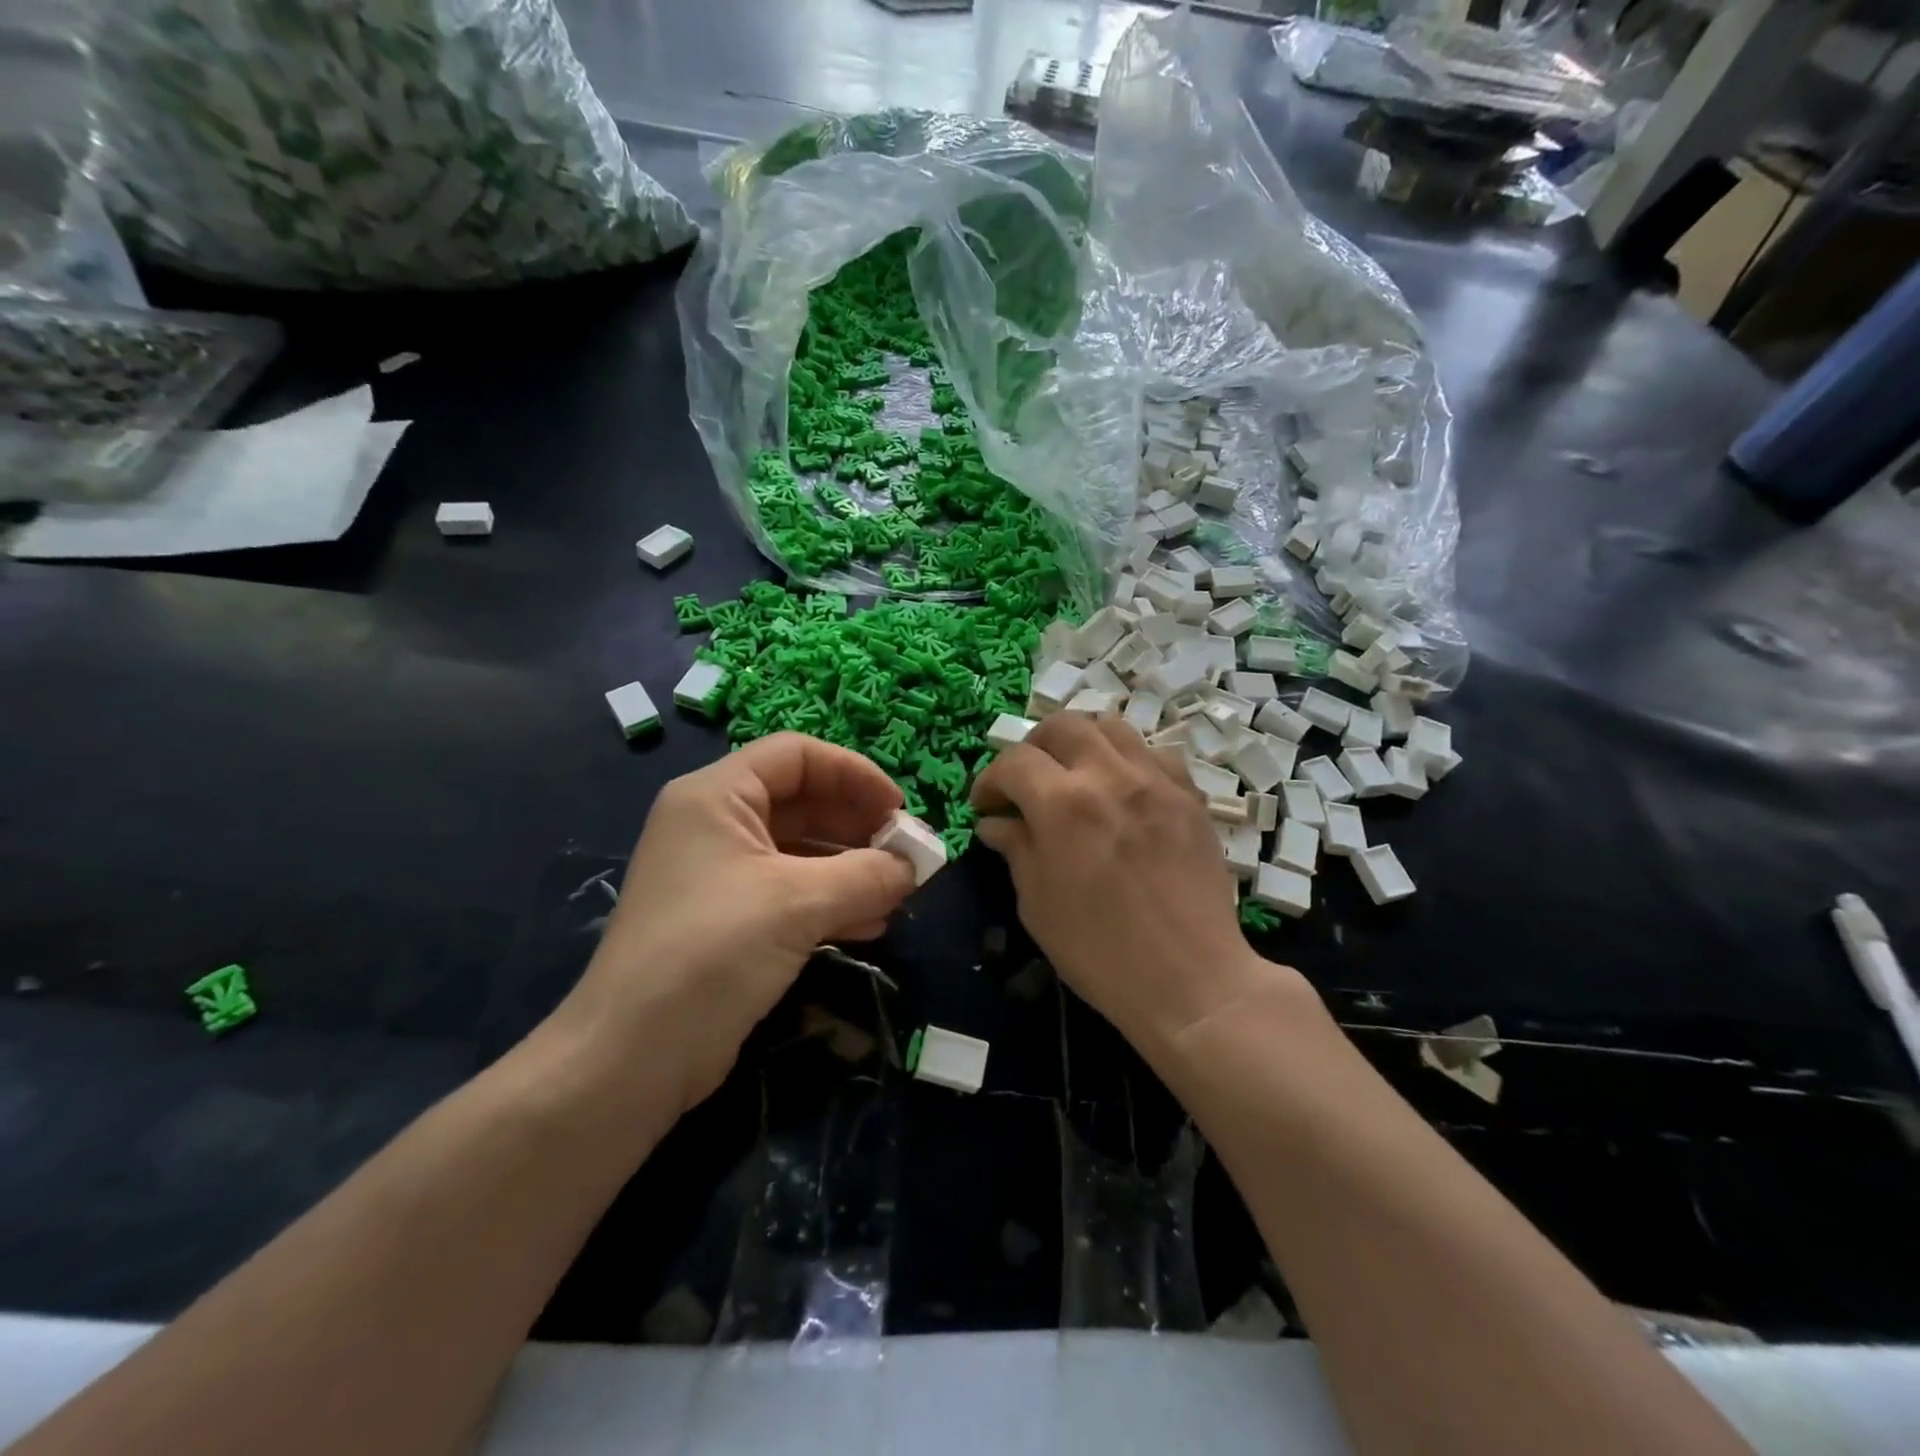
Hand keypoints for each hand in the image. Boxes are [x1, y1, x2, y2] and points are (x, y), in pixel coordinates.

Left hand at [556, 734, 916, 1112]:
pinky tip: (870, 925)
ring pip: (800, 851)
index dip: (853, 773)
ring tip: (897, 892)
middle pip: (801, 801)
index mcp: (717, 796)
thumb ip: (865, 876)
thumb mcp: (797, 904)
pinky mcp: (729, 921)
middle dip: (857, 825)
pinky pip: (791, 893)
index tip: (898, 809)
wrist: (631, 1058)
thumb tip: (914, 866)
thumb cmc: (712, 953)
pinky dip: (832, 901)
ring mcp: (720, 875)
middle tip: (905, 856)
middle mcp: (716, 825)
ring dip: (851, 867)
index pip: (796, 755)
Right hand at [971, 714, 1280, 1055]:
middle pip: (1063, 726)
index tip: (985, 807)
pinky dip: (1128, 758)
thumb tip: (996, 822)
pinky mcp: (1189, 796)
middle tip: (1025, 783)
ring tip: (1073, 775)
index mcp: (1063, 804)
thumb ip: (1016, 849)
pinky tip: (1122, 789)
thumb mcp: (1037, 904)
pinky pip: (1154, 753)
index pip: (1014, 762)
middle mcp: (1110, 776)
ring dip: (1081, 742)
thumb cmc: (1100, 952)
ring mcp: (1156, 781)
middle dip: (1032, 749)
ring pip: (1111, 726)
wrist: (1191, 980)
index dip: (989, 780)